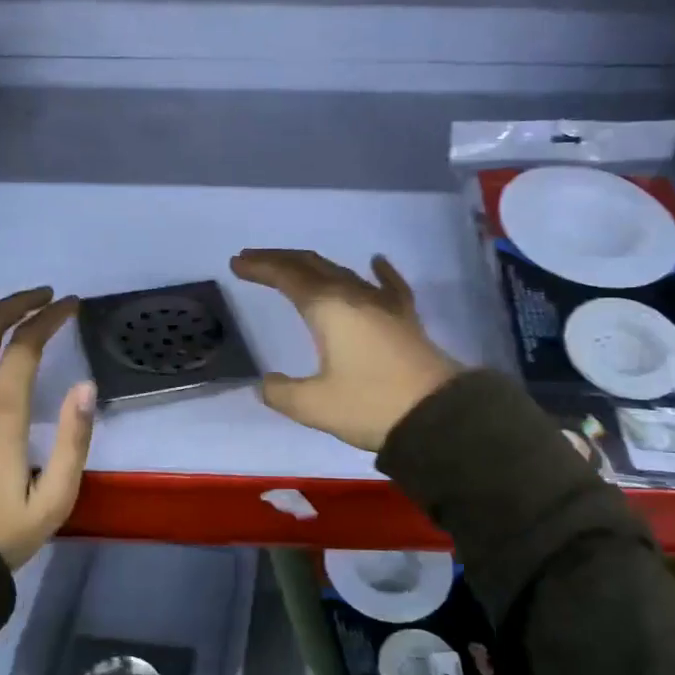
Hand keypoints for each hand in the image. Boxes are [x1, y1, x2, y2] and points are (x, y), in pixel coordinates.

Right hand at [228, 250, 462, 451]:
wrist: (438, 415)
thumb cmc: (371, 405)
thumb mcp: (314, 406)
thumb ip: (281, 392)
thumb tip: (265, 384)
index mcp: (328, 309)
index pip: (287, 277)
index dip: (260, 267)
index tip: (237, 263)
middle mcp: (354, 296)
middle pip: (312, 266)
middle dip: (280, 260)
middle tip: (254, 259)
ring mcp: (384, 304)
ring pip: (343, 272)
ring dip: (314, 266)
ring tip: (294, 267)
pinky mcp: (405, 318)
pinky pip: (388, 285)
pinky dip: (377, 271)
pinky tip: (376, 261)